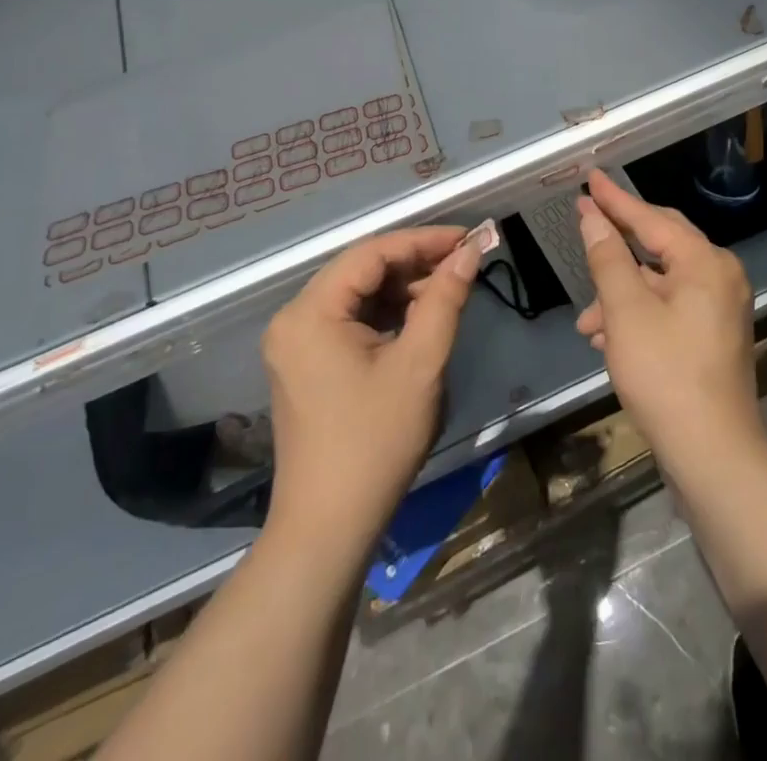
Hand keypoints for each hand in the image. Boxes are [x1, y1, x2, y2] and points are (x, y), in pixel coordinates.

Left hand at [261, 227, 479, 551]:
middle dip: (415, 263)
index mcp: (310, 312)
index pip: (372, 253)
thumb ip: (445, 298)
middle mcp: (294, 318)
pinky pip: (350, 320)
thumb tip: (471, 251)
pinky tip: (421, 317)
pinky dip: (387, 313)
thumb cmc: (375, 441)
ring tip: (449, 288)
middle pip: (361, 270)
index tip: (468, 238)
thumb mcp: (420, 364)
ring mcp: (296, 343)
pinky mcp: (306, 364)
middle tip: (464, 262)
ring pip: (358, 294)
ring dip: (403, 288)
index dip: (423, 240)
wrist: (329, 528)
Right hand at [573, 171, 765, 476]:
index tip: (589, 179)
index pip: (651, 218)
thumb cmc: (665, 374)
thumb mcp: (626, 311)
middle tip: (584, 225)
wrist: (712, 453)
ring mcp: (721, 307)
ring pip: (661, 282)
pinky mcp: (714, 335)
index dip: (615, 200)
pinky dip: (639, 314)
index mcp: (705, 262)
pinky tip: (609, 339)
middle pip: (660, 244)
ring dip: (621, 294)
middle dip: (616, 247)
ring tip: (588, 322)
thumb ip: (607, 258)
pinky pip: (670, 307)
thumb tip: (592, 217)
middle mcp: (720, 276)